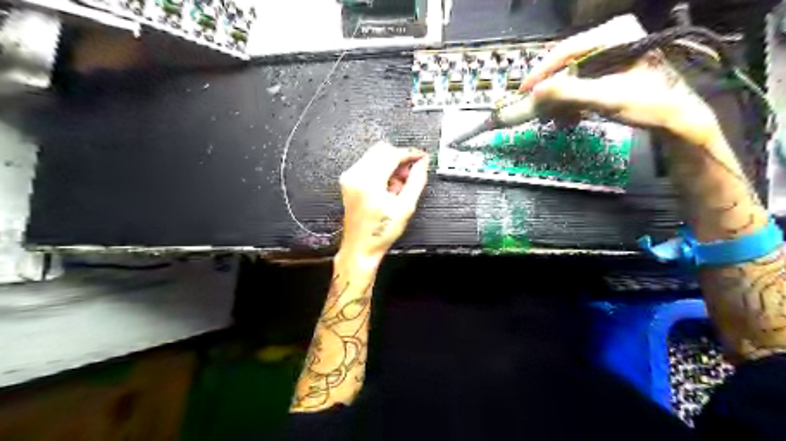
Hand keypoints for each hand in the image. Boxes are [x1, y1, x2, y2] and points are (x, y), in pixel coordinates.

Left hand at [338, 140, 427, 264]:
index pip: (392, 154)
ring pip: (375, 155)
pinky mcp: (348, 180)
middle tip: (410, 174)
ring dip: (391, 165)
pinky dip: (381, 170)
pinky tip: (388, 188)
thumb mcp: (405, 207)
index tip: (421, 157)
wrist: (361, 246)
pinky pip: (368, 164)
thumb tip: (423, 163)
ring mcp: (349, 177)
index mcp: (369, 182)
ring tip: (398, 187)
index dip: (409, 153)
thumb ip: (416, 180)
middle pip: (382, 150)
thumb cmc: (380, 232)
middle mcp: (355, 176)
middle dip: (399, 159)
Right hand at [521, 13, 723, 145]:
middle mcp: (611, 36)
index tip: (524, 91)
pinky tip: (571, 118)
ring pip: (571, 75)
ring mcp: (611, 52)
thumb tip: (534, 92)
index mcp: (614, 33)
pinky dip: (572, 101)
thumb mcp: (605, 98)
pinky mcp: (610, 68)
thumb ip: (569, 93)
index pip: (566, 49)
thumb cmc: (648, 103)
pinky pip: (580, 83)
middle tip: (538, 110)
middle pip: (566, 63)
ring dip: (561, 100)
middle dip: (552, 90)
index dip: (541, 72)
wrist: (677, 118)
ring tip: (556, 120)